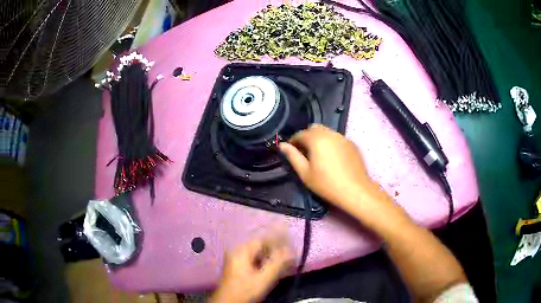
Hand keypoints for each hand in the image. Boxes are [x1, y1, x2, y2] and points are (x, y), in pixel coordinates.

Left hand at [209, 234, 293, 302]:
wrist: (228, 302)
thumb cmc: (245, 291)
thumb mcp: (264, 278)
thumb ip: (278, 264)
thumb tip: (291, 251)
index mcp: (241, 251)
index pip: (262, 239)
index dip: (278, 240)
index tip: (290, 245)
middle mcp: (237, 252)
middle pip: (260, 246)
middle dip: (276, 250)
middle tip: (290, 256)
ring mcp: (236, 259)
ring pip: (258, 253)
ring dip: (271, 257)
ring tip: (284, 263)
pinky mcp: (237, 267)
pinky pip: (254, 260)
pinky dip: (264, 262)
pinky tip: (273, 269)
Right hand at [279, 124, 389, 214]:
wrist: (356, 190)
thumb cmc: (327, 184)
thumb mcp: (305, 173)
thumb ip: (293, 156)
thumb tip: (282, 145)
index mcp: (316, 139)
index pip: (300, 134)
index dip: (293, 142)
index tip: (291, 152)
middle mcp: (330, 133)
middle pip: (313, 128)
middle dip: (306, 137)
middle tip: (305, 153)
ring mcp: (343, 137)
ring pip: (326, 132)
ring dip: (319, 139)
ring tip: (319, 155)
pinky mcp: (352, 143)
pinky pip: (337, 138)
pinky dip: (331, 143)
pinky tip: (333, 157)